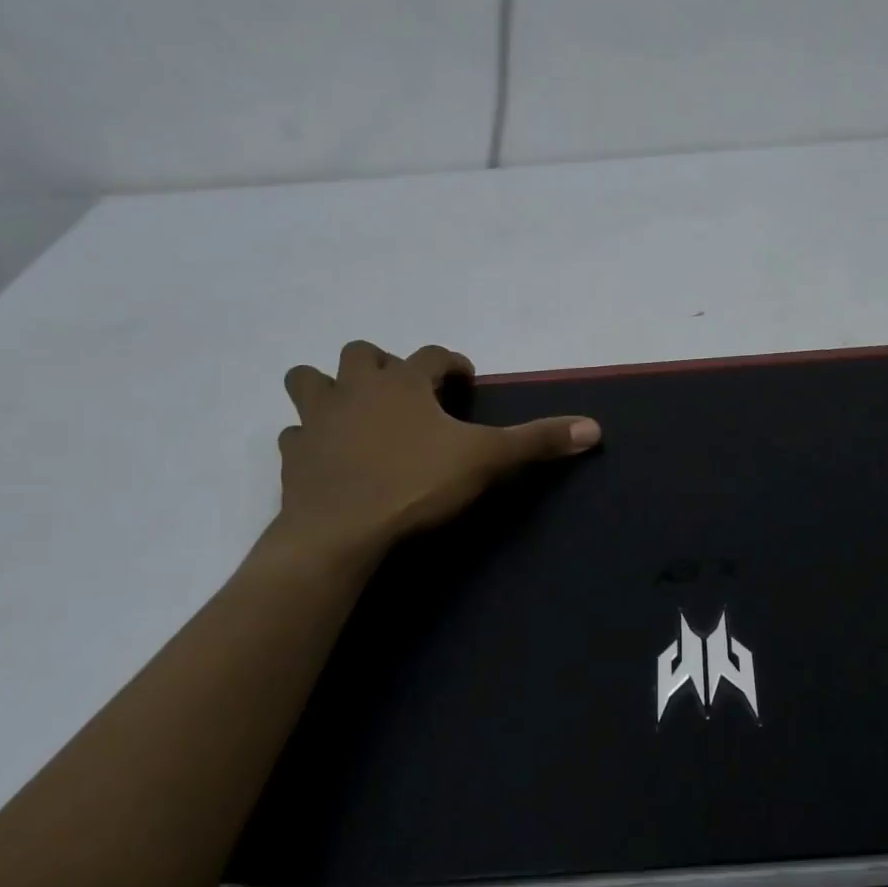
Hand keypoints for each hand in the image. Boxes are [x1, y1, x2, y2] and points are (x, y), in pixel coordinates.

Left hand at [269, 341, 600, 563]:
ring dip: (328, 387)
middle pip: (360, 354)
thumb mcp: (486, 460)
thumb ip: (537, 441)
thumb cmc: (416, 484)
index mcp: (402, 382)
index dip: (452, 362)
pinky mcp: (293, 457)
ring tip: (353, 410)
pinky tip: (325, 454)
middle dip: (383, 364)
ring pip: (309, 381)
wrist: (341, 532)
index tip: (464, 379)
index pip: (432, 354)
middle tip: (405, 392)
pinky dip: (309, 438)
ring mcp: (317, 421)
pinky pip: (295, 435)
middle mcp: (355, 389)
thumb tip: (594, 428)